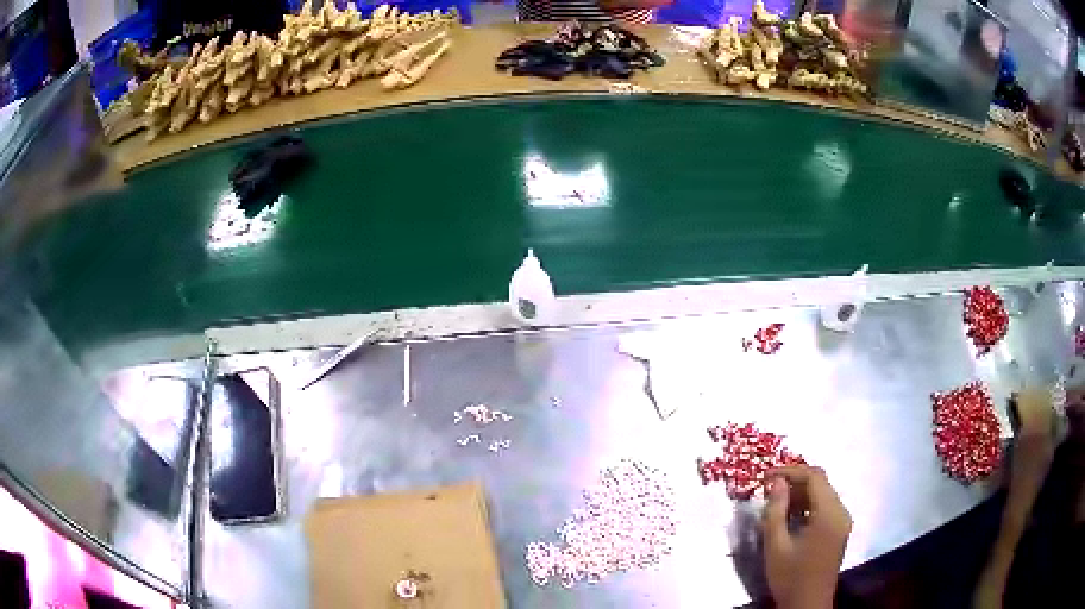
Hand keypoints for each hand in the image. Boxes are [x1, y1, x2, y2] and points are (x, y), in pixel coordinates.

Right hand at [763, 466, 851, 608]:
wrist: (807, 605)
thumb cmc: (790, 577)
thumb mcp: (776, 545)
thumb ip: (775, 511)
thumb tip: (776, 482)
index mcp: (829, 514)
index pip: (814, 477)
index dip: (790, 471)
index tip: (765, 476)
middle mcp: (841, 512)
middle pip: (821, 483)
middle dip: (794, 481)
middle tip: (767, 488)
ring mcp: (843, 521)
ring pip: (823, 494)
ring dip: (800, 493)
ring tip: (775, 502)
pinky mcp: (839, 530)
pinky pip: (825, 507)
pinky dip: (808, 505)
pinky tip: (790, 516)